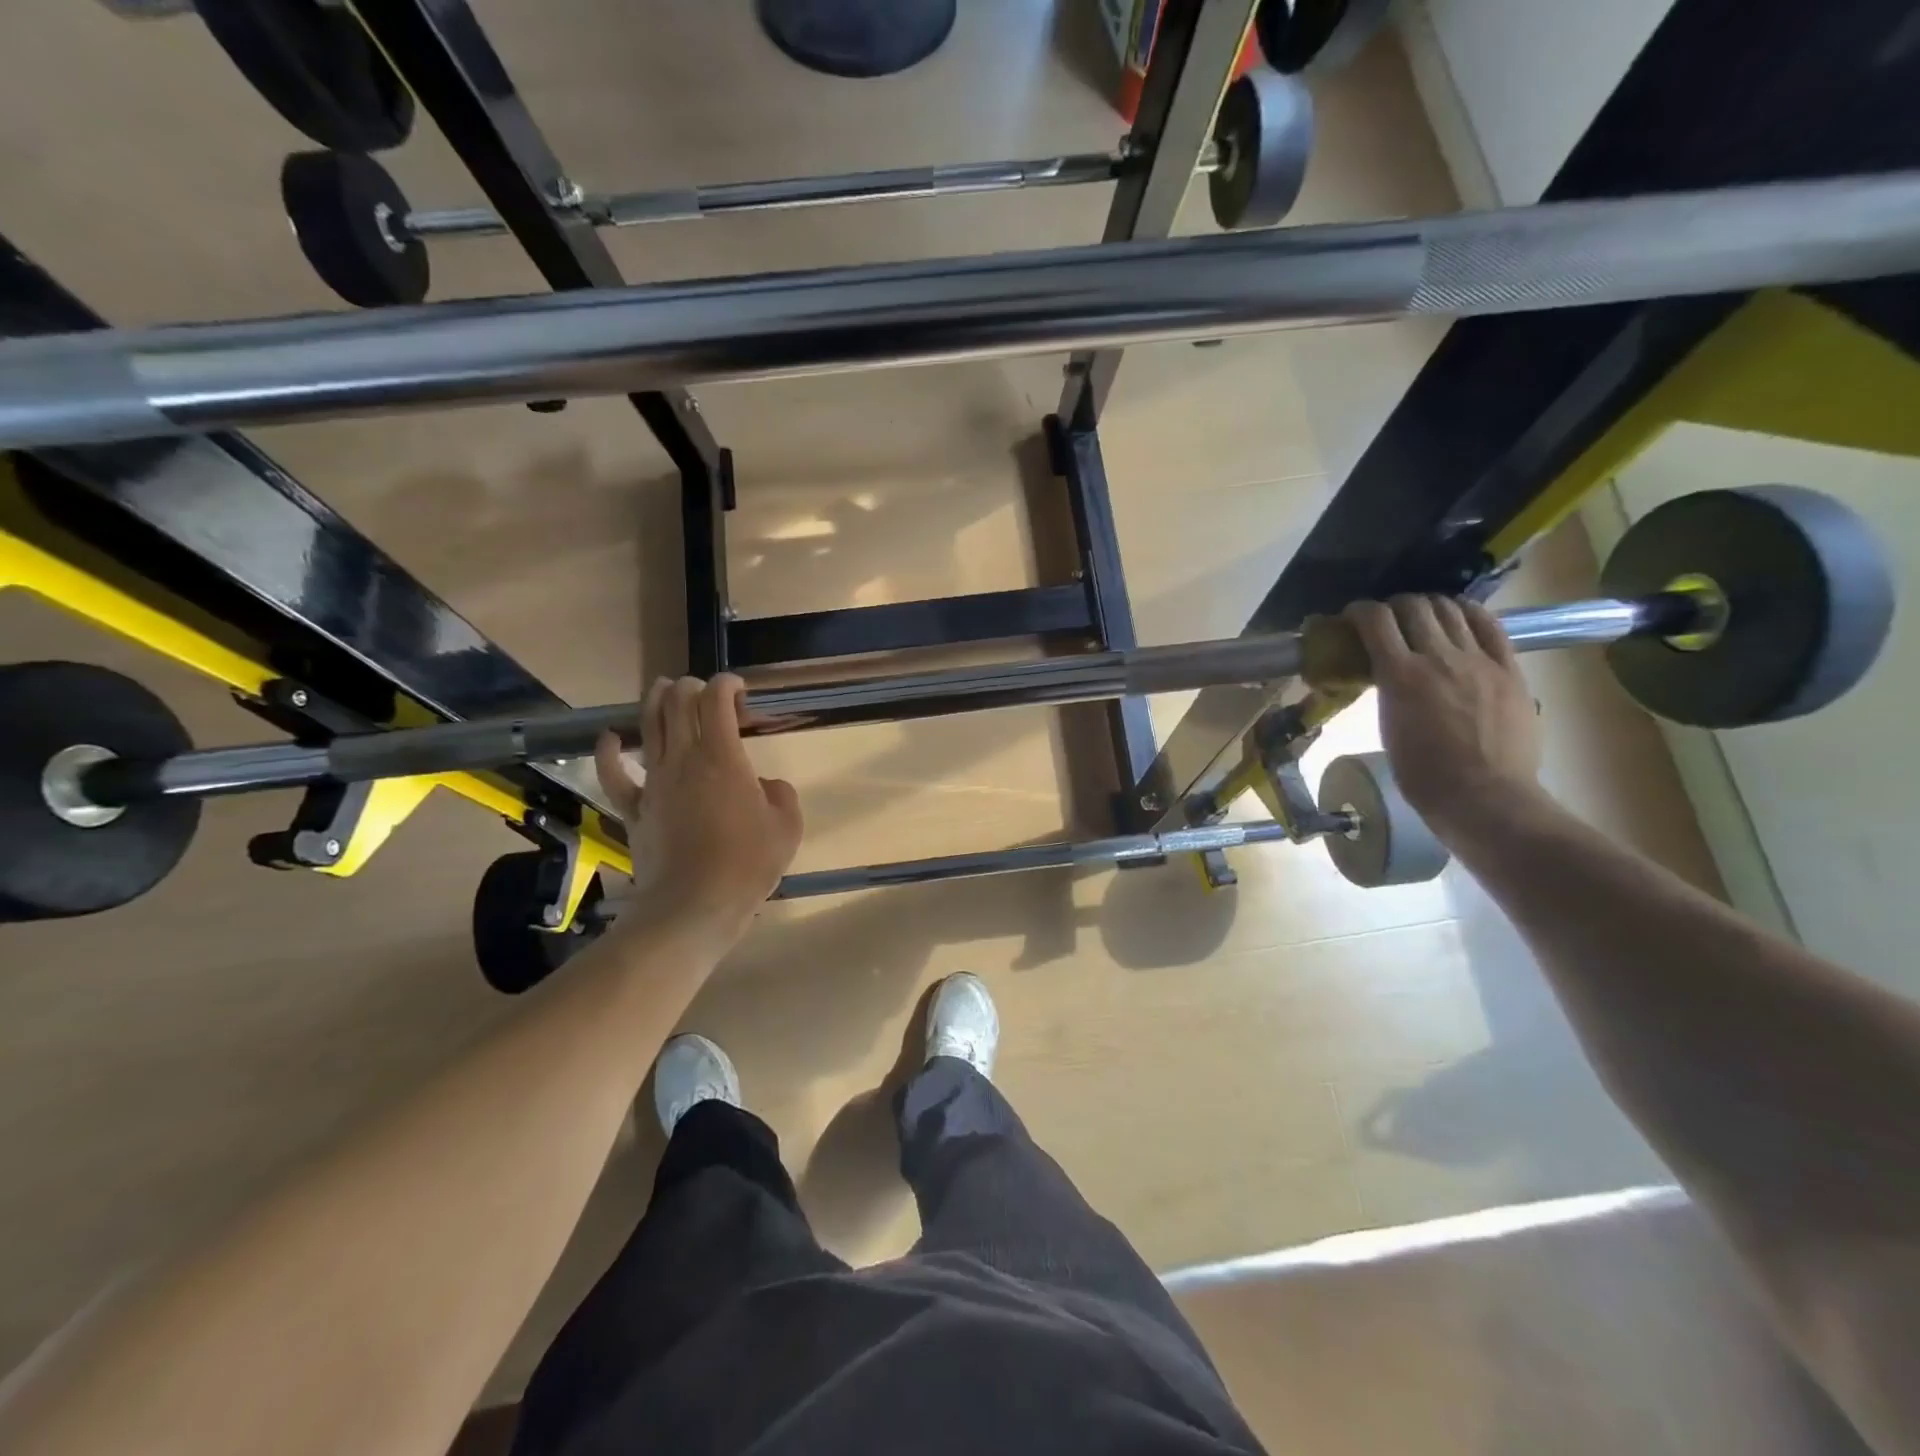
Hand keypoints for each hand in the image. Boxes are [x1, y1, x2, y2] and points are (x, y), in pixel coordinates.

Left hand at [595, 674, 802, 943]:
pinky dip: (610, 751)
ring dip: (656, 700)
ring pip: (648, 726)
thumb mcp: (787, 826)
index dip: (727, 684)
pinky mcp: (635, 808)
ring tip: (662, 687)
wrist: (695, 904)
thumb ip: (780, 794)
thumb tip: (765, 787)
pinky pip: (615, 774)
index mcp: (723, 757)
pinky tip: (612, 738)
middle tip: (705, 690)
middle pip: (678, 703)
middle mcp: (684, 759)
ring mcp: (654, 782)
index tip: (740, 689)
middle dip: (692, 686)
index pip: (717, 700)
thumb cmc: (748, 863)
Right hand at [1344, 595, 1543, 837]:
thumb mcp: (1388, 727)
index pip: (1376, 620)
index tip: (1352, 617)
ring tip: (1423, 617)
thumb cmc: (1423, 775)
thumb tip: (1388, 672)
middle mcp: (1439, 658)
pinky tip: (1460, 617)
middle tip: (1387, 619)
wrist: (1484, 796)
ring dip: (1430, 606)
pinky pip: (1491, 626)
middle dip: (1394, 605)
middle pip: (1414, 606)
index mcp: (1400, 676)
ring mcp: (1479, 661)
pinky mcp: (1509, 669)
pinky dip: (1470, 614)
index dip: (1360, 610)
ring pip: (1451, 610)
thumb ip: (1389, 691)